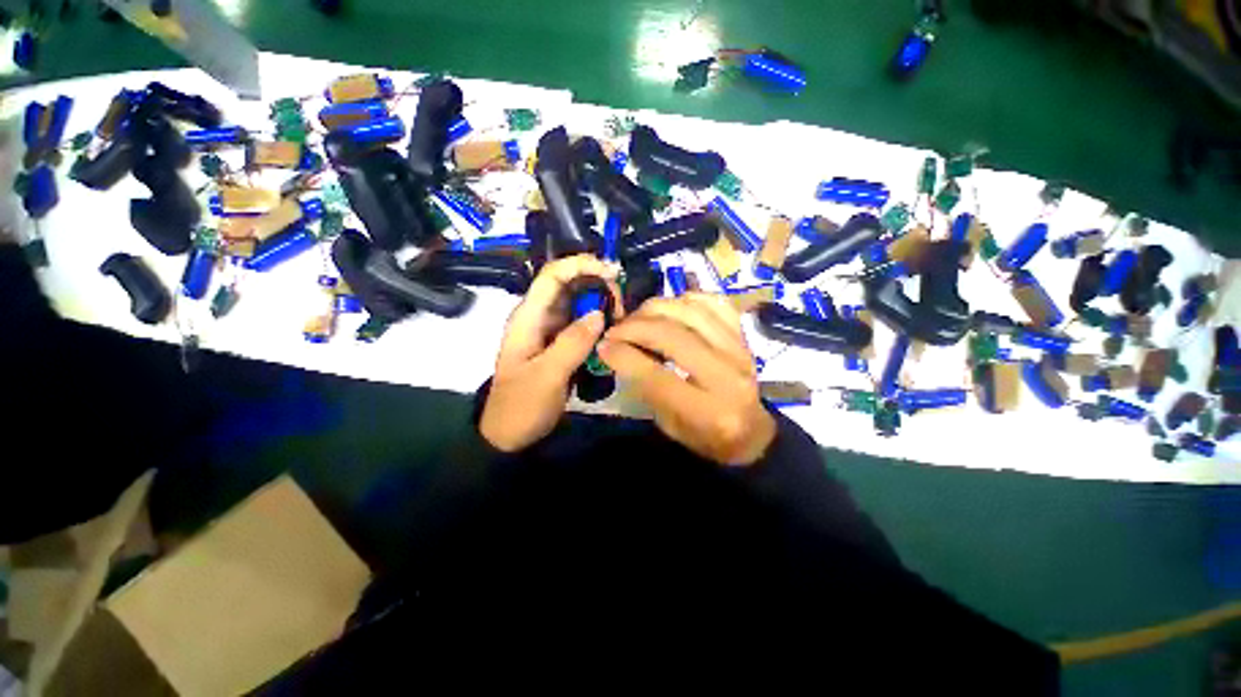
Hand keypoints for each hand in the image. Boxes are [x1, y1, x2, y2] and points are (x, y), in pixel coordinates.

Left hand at [480, 255, 621, 451]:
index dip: (581, 265)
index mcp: (529, 317)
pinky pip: (581, 324)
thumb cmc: (521, 406)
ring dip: (601, 305)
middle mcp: (539, 317)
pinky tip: (613, 332)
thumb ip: (572, 343)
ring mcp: (550, 331)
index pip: (553, 275)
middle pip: (569, 285)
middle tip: (621, 307)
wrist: (509, 435)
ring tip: (622, 320)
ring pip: (578, 304)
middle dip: (598, 286)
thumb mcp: (547, 376)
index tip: (612, 272)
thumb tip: (599, 314)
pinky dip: (598, 323)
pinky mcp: (560, 344)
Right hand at [598, 293, 775, 465]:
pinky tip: (671, 306)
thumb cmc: (704, 435)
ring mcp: (740, 351)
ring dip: (656, 308)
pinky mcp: (744, 336)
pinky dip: (687, 298)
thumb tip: (617, 350)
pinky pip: (715, 303)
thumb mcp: (668, 425)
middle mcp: (728, 376)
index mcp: (708, 412)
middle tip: (615, 330)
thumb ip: (645, 388)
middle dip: (635, 327)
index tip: (602, 346)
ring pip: (692, 312)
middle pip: (674, 336)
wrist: (750, 431)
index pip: (657, 376)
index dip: (624, 356)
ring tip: (638, 317)